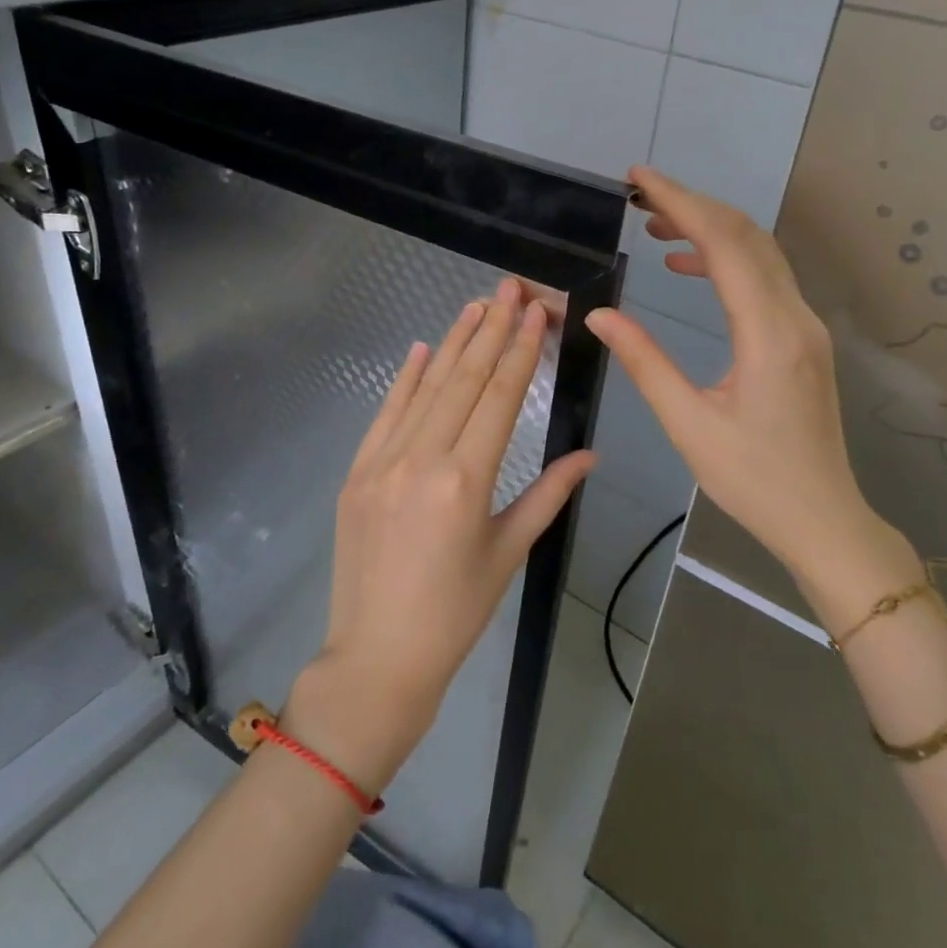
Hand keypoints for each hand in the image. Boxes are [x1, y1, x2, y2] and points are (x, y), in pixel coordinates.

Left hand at [288, 279, 595, 792]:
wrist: (378, 658)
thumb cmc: (456, 613)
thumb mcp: (509, 552)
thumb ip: (549, 494)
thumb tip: (590, 454)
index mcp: (465, 480)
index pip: (498, 398)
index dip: (519, 351)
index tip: (535, 313)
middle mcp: (421, 459)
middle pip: (463, 381)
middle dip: (490, 331)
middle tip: (509, 289)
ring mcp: (381, 463)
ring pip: (424, 390)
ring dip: (452, 344)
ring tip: (475, 306)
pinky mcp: (356, 474)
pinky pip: (385, 415)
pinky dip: (404, 380)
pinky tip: (422, 349)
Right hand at [585, 167, 921, 634]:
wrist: (822, 518)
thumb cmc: (752, 479)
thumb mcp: (688, 423)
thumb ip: (644, 361)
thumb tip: (600, 314)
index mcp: (768, 334)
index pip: (725, 245)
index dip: (681, 203)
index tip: (639, 178)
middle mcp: (795, 317)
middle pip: (747, 236)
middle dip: (693, 205)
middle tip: (640, 193)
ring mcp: (805, 326)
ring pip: (759, 253)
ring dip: (710, 229)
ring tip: (657, 225)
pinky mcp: (803, 339)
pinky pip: (764, 280)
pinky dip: (726, 260)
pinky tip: (688, 268)